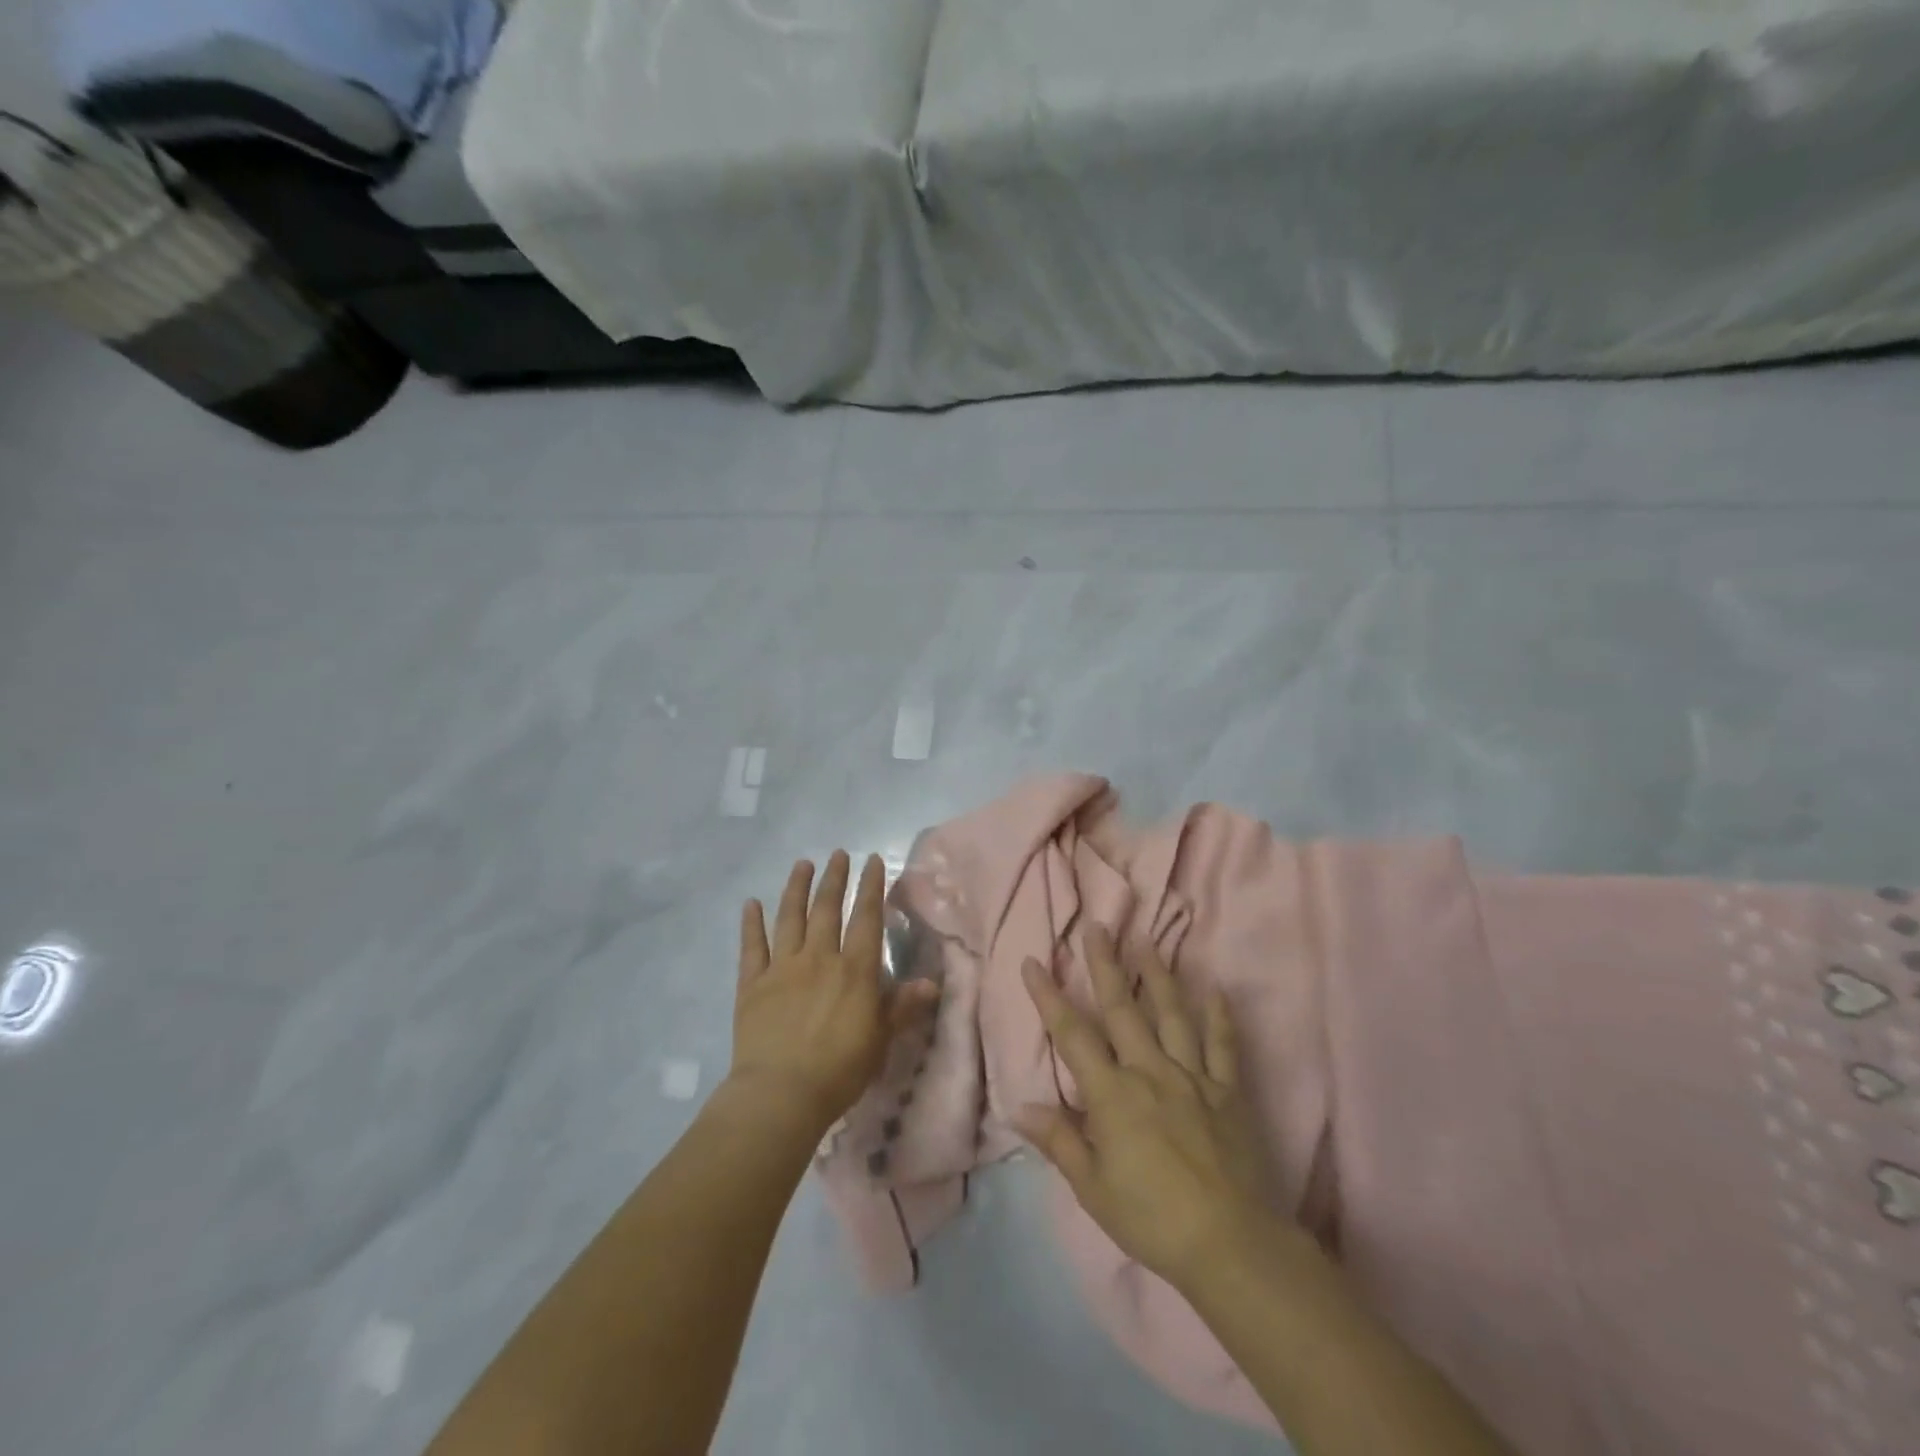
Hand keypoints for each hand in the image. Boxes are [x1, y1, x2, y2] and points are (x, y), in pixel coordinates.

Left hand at [731, 851, 936, 1134]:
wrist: (781, 1094)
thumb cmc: (839, 1070)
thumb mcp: (880, 1039)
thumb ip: (902, 1006)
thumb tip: (931, 982)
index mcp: (855, 970)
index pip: (866, 918)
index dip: (871, 887)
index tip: (871, 861)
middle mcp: (819, 958)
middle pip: (827, 909)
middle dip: (834, 879)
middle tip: (838, 854)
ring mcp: (782, 968)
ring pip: (790, 918)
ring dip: (796, 889)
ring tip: (802, 864)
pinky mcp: (752, 984)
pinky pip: (752, 947)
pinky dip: (752, 923)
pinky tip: (751, 904)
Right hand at [1016, 926, 1278, 1292]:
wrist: (1229, 1244)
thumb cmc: (1151, 1218)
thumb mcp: (1093, 1188)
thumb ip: (1059, 1140)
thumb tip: (1020, 1106)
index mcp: (1112, 1094)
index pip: (1072, 1035)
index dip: (1049, 997)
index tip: (1034, 962)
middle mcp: (1150, 1071)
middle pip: (1123, 1008)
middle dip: (1105, 965)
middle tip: (1097, 926)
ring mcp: (1193, 1078)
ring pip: (1172, 1015)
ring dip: (1159, 975)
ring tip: (1148, 940)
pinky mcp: (1228, 1093)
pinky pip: (1223, 1048)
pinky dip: (1220, 1018)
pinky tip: (1217, 990)